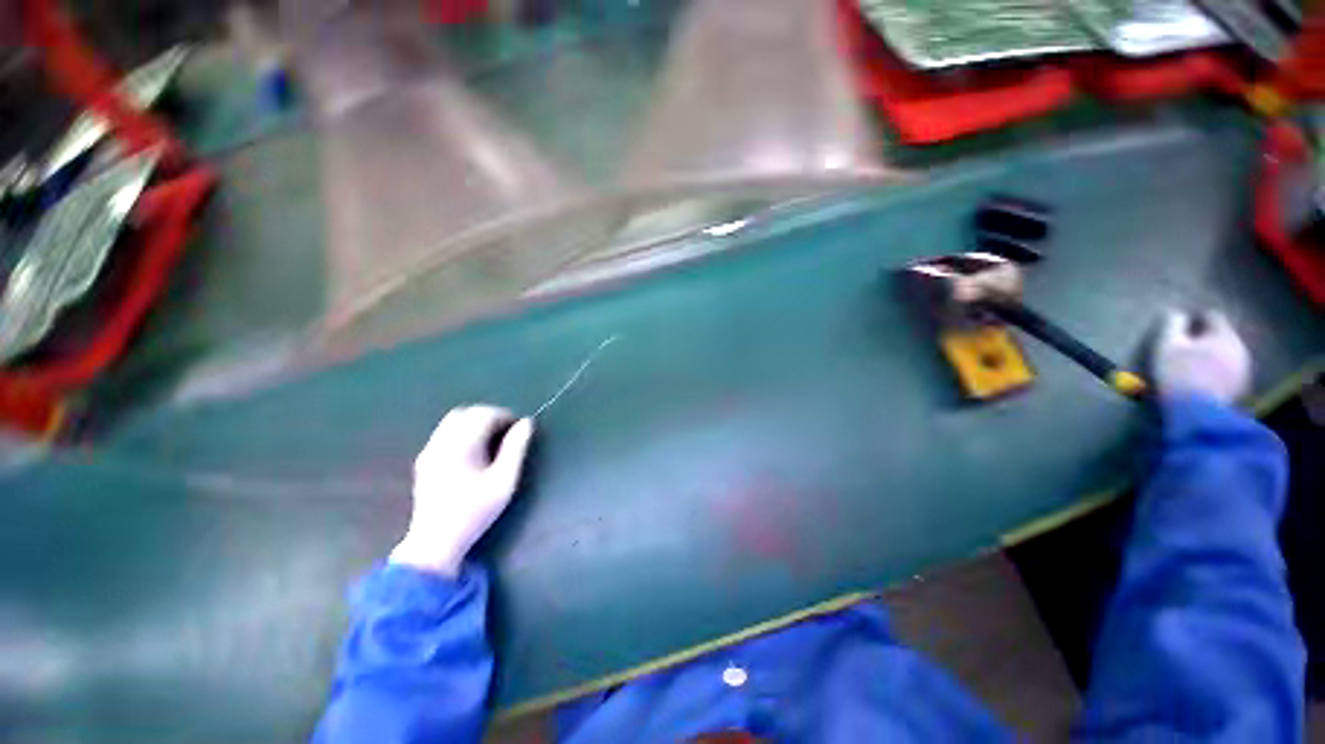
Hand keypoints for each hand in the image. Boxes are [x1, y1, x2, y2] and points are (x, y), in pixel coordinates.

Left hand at [389, 405, 533, 576]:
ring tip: (491, 441)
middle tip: (506, 432)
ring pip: (452, 421)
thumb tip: (526, 423)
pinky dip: (461, 432)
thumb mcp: (504, 481)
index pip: (483, 414)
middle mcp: (441, 443)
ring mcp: (429, 451)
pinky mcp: (424, 461)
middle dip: (488, 416)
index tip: (518, 428)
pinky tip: (471, 452)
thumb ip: (516, 448)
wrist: (435, 542)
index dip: (504, 415)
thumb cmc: (475, 511)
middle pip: (465, 413)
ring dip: (473, 423)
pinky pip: (443, 434)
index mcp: (461, 445)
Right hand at [1153, 309, 1251, 404]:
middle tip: (1187, 346)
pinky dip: (1217, 371)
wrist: (1198, 413)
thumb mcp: (1167, 347)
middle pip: (1222, 336)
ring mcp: (1243, 369)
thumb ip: (1172, 326)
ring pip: (1227, 354)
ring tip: (1194, 364)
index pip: (1213, 316)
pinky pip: (1229, 371)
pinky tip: (1204, 379)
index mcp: (1223, 335)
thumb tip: (1176, 313)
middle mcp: (1239, 347)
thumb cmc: (1179, 375)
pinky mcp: (1241, 387)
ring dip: (1213, 355)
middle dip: (1206, 339)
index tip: (1183, 324)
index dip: (1197, 318)